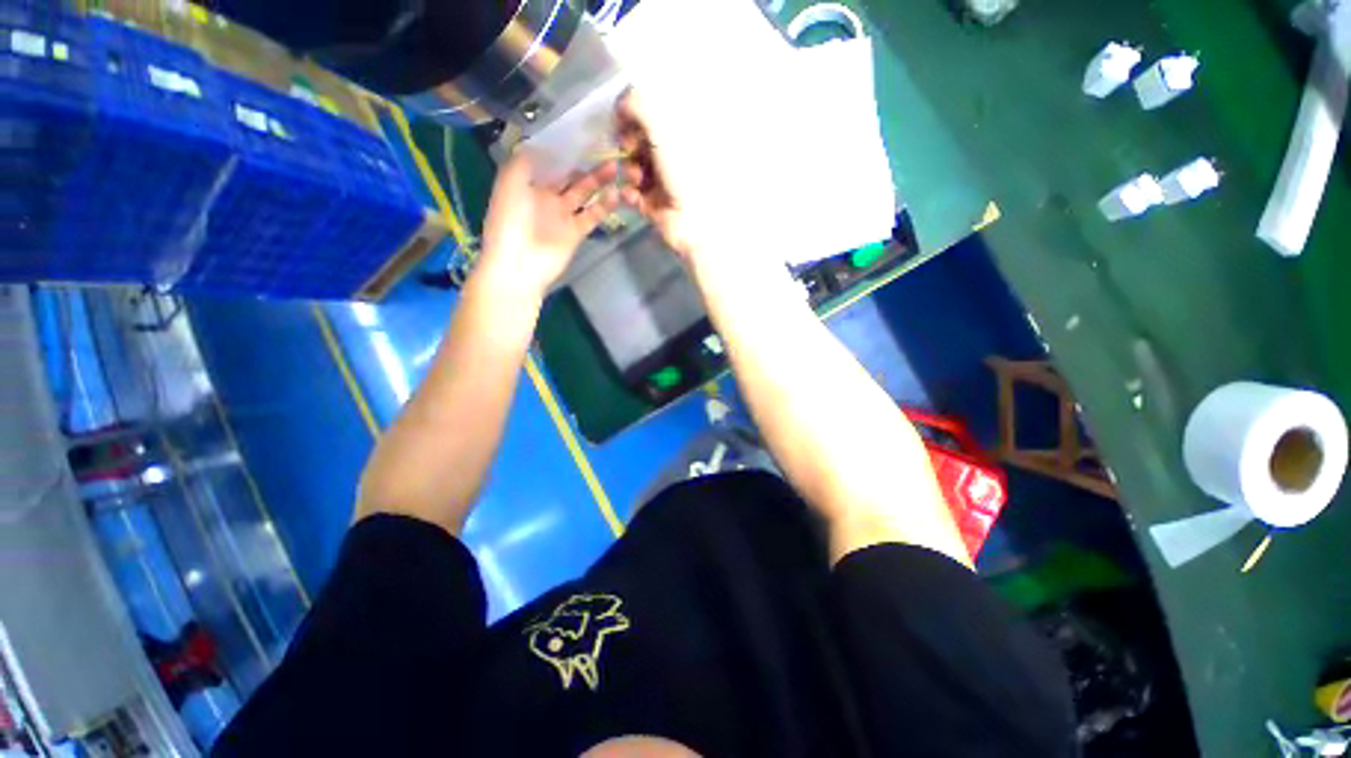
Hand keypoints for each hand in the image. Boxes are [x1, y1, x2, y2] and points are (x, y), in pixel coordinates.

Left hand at [480, 150, 635, 295]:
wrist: (519, 265)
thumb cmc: (509, 222)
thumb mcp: (509, 184)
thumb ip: (524, 162)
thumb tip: (544, 144)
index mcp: (529, 183)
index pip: (550, 160)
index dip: (565, 147)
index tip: (583, 132)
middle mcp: (548, 196)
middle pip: (570, 175)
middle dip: (586, 162)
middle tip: (607, 148)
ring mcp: (563, 215)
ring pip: (585, 193)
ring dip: (599, 181)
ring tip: (617, 167)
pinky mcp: (576, 232)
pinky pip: (592, 215)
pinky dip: (604, 206)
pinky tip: (615, 193)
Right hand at [615, 90, 694, 257]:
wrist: (694, 223)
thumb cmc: (683, 174)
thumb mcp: (663, 133)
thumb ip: (640, 107)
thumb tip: (621, 101)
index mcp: (676, 138)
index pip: (645, 119)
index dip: (629, 119)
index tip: (622, 124)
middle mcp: (667, 157)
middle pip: (634, 144)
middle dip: (626, 147)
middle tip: (629, 152)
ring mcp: (659, 182)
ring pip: (630, 169)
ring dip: (628, 172)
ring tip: (637, 181)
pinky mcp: (652, 205)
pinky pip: (632, 195)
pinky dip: (629, 194)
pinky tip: (633, 197)